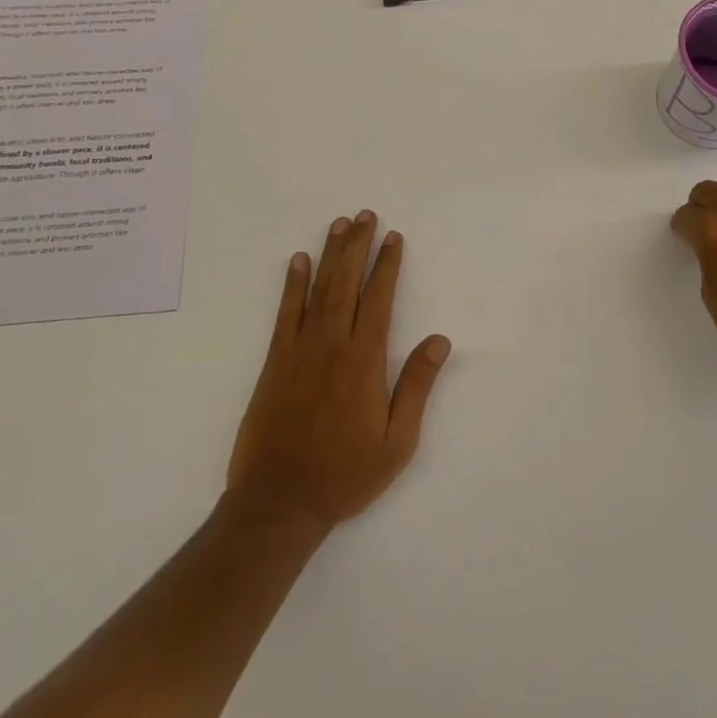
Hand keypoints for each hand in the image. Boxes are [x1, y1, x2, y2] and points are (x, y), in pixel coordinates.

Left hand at [228, 211, 451, 534]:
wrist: (278, 502)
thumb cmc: (345, 474)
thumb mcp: (397, 442)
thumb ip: (417, 386)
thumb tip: (440, 340)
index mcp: (365, 360)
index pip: (380, 299)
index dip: (388, 265)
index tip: (393, 237)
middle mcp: (333, 344)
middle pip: (347, 282)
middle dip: (358, 246)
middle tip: (364, 215)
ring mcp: (300, 349)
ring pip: (318, 289)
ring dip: (329, 254)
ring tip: (339, 224)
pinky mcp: (275, 361)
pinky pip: (286, 312)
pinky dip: (292, 284)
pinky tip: (297, 261)